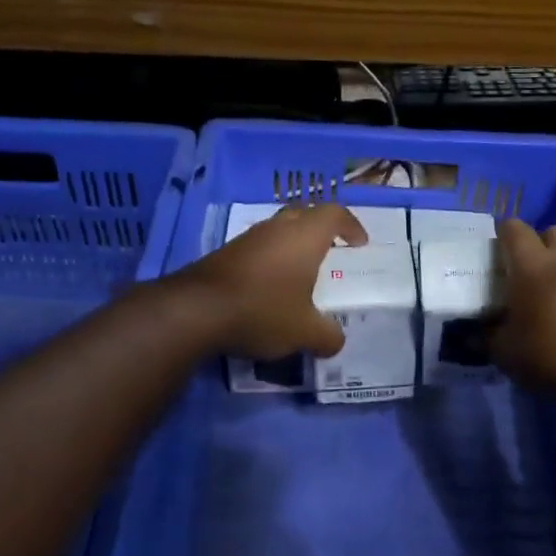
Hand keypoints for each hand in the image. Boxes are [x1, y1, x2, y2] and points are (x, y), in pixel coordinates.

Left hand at [174, 203, 367, 357]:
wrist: (196, 311)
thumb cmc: (263, 310)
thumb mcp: (304, 332)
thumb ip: (327, 336)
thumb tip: (336, 341)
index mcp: (304, 237)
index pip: (334, 214)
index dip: (351, 225)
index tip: (359, 243)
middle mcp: (277, 229)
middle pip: (305, 214)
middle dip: (321, 229)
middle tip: (332, 250)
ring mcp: (248, 239)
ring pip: (278, 230)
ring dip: (293, 244)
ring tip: (301, 273)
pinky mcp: (225, 254)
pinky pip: (258, 247)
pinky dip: (271, 260)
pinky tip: (270, 287)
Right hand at [489, 218, 555, 396]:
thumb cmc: (550, 355)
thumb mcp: (506, 353)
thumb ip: (489, 337)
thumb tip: (478, 333)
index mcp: (533, 267)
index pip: (515, 230)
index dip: (504, 232)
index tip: (495, 245)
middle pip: (555, 231)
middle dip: (541, 241)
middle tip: (528, 268)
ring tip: (552, 299)